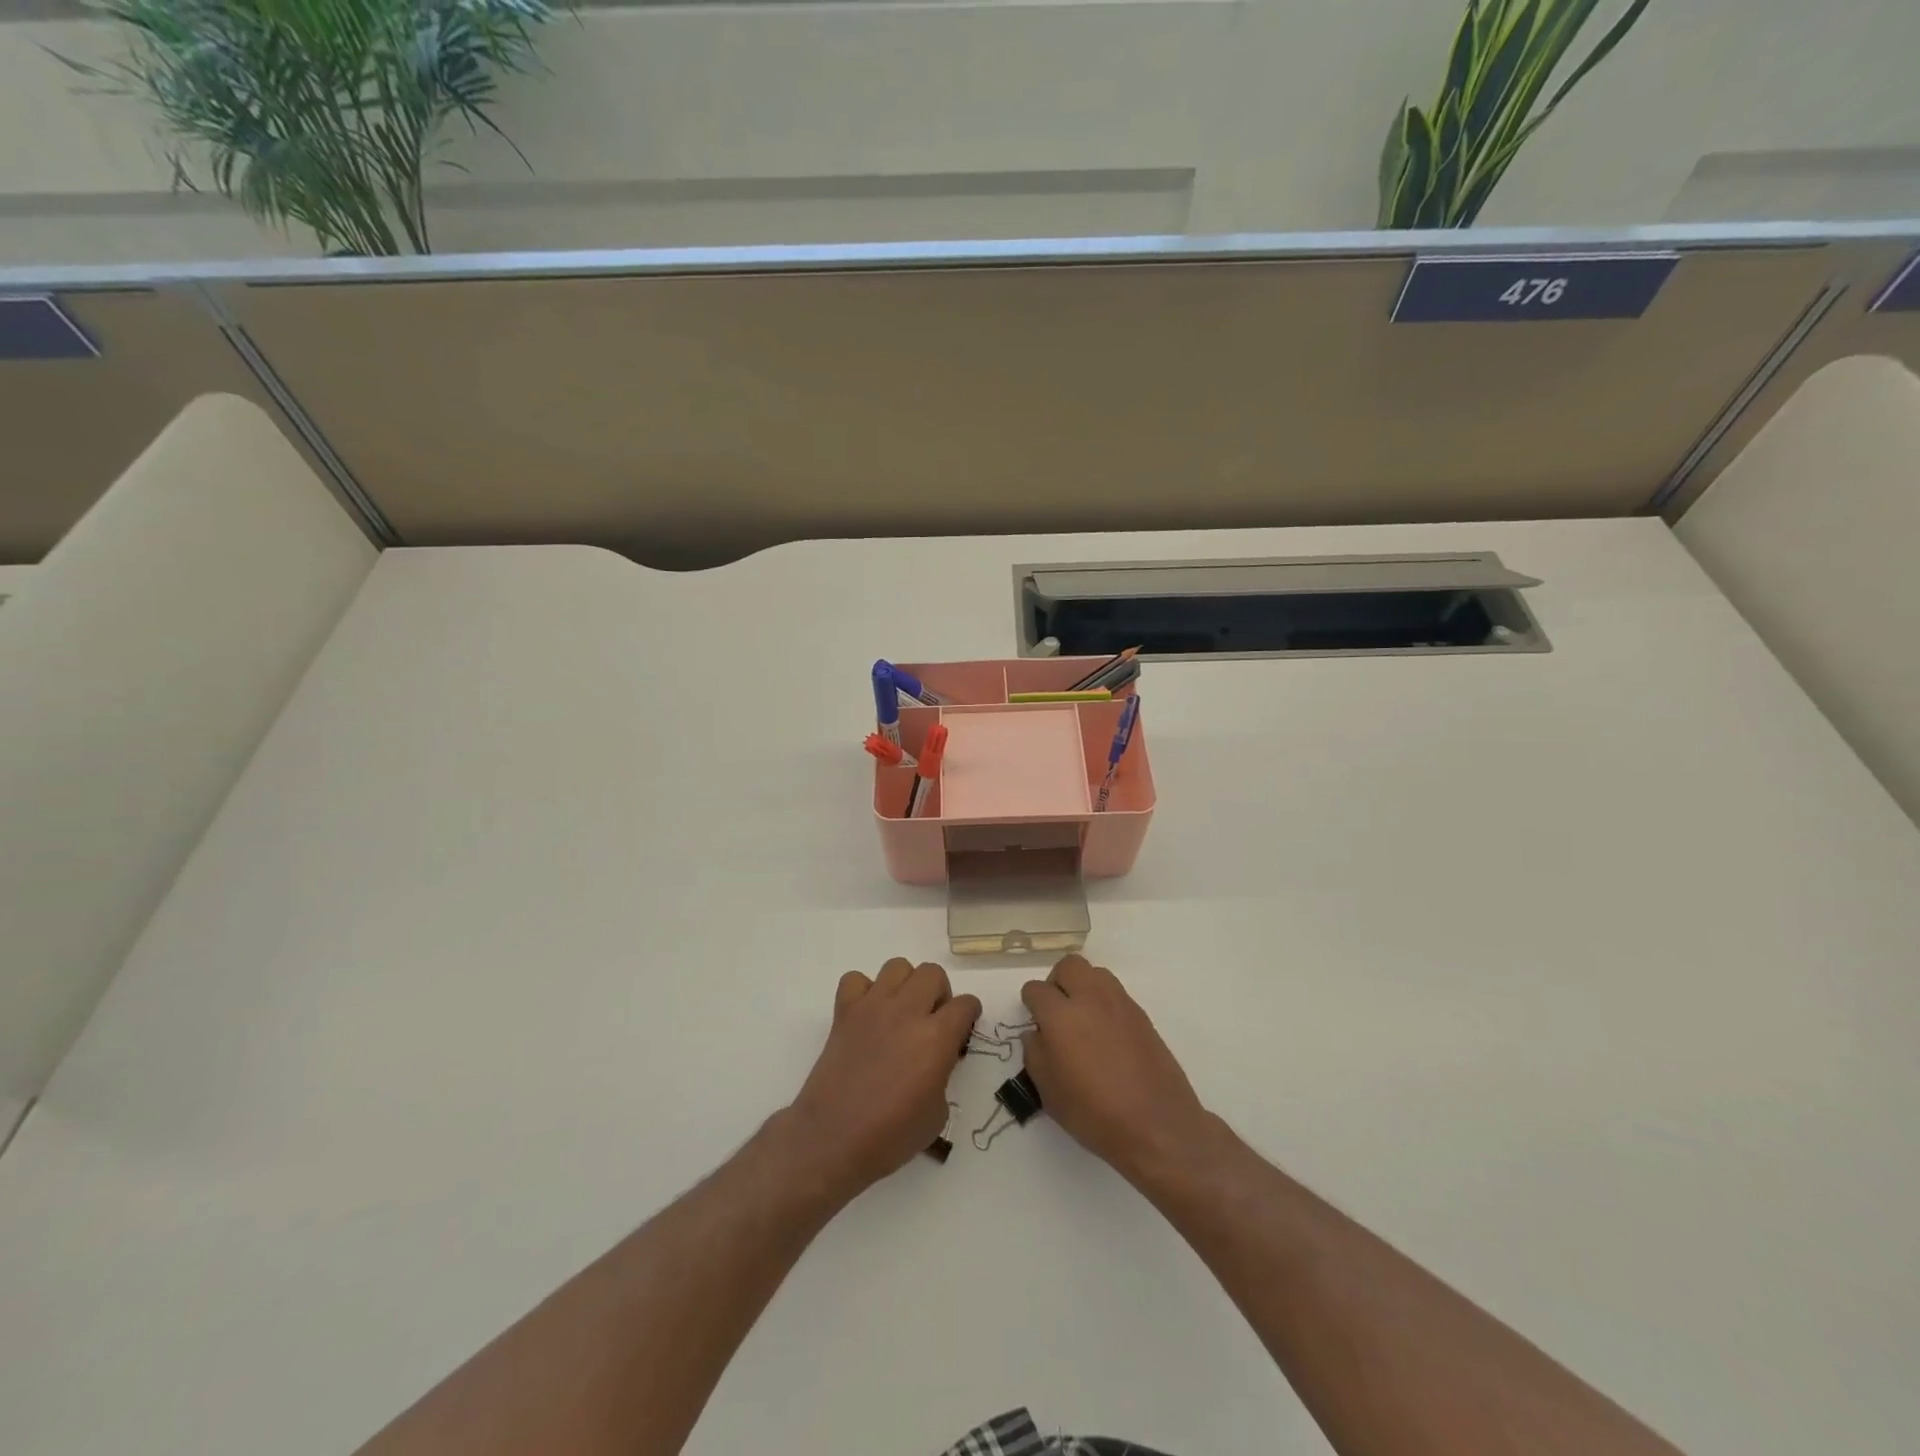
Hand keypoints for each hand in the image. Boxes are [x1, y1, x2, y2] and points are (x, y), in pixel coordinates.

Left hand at [786, 958, 979, 1200]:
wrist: (832, 1139)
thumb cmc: (890, 1136)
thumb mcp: (937, 1113)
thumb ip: (942, 1074)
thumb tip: (934, 1061)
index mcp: (936, 1038)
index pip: (965, 1004)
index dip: (969, 1015)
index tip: (963, 1028)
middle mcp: (907, 1012)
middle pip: (933, 973)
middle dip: (939, 993)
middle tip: (932, 1019)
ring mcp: (873, 1007)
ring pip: (897, 966)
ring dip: (905, 985)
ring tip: (900, 1012)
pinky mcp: (844, 1012)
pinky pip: (855, 979)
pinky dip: (863, 990)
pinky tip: (867, 1015)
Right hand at [1020, 955, 1214, 1184]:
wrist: (1157, 1125)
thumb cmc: (1095, 1114)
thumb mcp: (1049, 1094)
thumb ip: (1035, 1055)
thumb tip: (1035, 1034)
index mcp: (1061, 1016)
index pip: (1036, 989)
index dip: (1031, 1004)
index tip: (1035, 1023)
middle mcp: (1090, 999)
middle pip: (1069, 966)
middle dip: (1057, 982)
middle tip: (1057, 1012)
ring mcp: (1120, 1004)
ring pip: (1095, 973)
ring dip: (1084, 986)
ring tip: (1083, 1020)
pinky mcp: (1142, 1015)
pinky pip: (1116, 993)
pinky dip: (1105, 1003)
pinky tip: (1107, 1035)